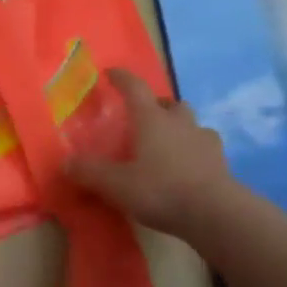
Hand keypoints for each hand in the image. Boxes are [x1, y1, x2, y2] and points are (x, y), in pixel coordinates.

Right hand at [68, 69, 236, 239]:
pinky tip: (186, 165)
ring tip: (164, 144)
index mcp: (152, 120)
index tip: (110, 73)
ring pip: (189, 123)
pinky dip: (193, 149)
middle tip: (141, 118)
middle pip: (168, 103)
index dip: (121, 78)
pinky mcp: (220, 161)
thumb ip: (89, 171)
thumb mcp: (115, 184)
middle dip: (155, 105)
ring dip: (177, 127)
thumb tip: (66, 162)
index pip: (135, 88)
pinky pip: (203, 146)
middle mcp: (179, 122)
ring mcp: (204, 140)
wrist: (215, 213)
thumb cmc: (160, 190)